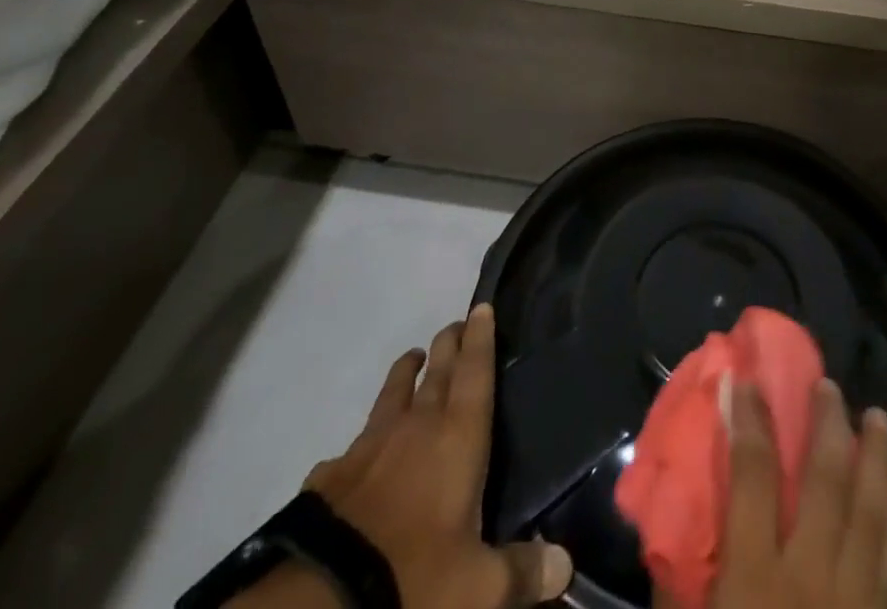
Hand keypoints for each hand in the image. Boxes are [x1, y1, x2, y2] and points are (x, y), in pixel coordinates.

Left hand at [249, 305, 572, 608]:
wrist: (320, 600)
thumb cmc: (414, 578)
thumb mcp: (477, 589)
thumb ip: (521, 572)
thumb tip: (565, 566)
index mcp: (458, 436)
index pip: (475, 371)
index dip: (481, 337)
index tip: (482, 307)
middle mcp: (416, 426)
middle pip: (438, 370)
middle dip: (450, 343)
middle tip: (456, 324)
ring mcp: (369, 446)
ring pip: (393, 393)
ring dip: (406, 371)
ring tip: (413, 357)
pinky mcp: (331, 476)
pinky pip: (352, 447)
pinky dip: (362, 441)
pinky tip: (357, 452)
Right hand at [671, 377, 886, 608]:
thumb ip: (681, 580)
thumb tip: (667, 518)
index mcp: (757, 577)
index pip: (754, 475)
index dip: (748, 420)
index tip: (744, 379)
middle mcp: (811, 577)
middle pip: (826, 480)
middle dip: (828, 424)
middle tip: (828, 384)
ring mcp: (853, 600)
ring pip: (870, 510)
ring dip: (875, 457)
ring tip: (878, 415)